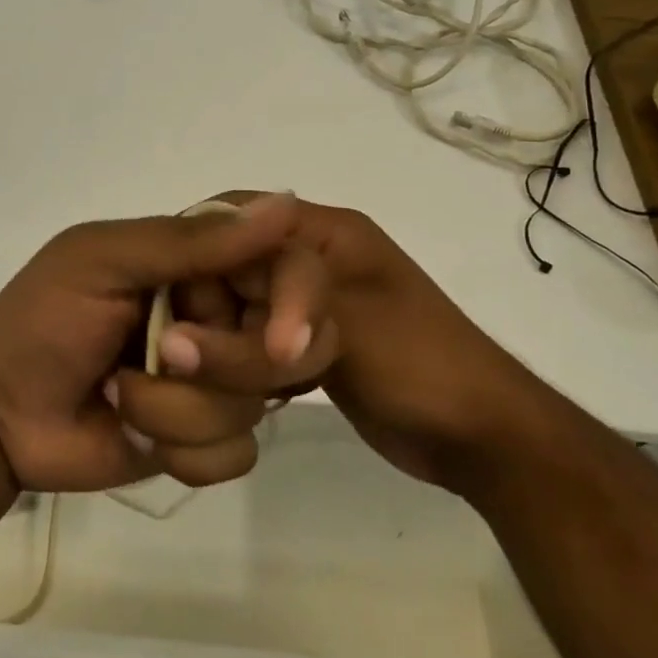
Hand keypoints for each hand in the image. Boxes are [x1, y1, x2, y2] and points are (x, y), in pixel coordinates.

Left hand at [0, 193, 331, 494]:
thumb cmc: (42, 318)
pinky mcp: (205, 438)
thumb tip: (286, 203)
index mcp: (203, 262)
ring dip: (178, 410)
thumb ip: (189, 242)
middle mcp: (222, 316)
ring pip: (255, 407)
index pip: (289, 266)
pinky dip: (182, 450)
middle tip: (162, 354)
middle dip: (226, 364)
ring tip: (117, 393)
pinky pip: (235, 454)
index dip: (299, 301)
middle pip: (292, 347)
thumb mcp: (102, 262)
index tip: (279, 340)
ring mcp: (217, 381)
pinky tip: (131, 431)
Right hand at [189, 193, 546, 494]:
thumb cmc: (422, 365)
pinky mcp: (304, 345)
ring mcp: (306, 305)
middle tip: (204, 361)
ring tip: (233, 385)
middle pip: (227, 269)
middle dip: (212, 315)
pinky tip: (244, 396)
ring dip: (227, 348)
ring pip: (235, 310)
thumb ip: (261, 324)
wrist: (482, 437)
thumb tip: (174, 342)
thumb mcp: (346, 328)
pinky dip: (242, 368)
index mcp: (323, 233)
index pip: (234, 219)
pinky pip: (251, 344)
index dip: (200, 257)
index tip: (180, 314)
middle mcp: (308, 259)